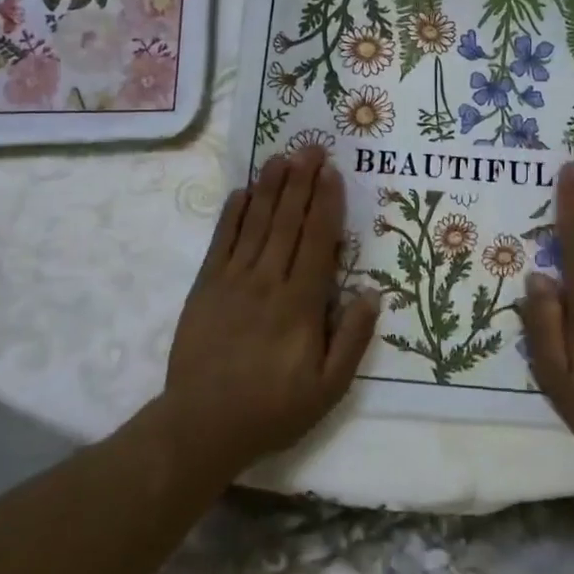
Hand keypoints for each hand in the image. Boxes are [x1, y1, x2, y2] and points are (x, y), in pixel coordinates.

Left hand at [161, 147, 378, 480]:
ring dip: (271, 188)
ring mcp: (233, 281)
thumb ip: (352, 340)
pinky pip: (222, 241)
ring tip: (282, 156)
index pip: (317, 241)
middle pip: (288, 222)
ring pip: (257, 224)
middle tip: (311, 147)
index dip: (326, 203)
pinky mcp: (205, 287)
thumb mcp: (327, 389)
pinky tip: (243, 191)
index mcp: (301, 304)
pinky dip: (233, 214)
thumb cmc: (272, 409)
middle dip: (302, 181)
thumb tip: (372, 293)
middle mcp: (268, 282)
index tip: (332, 172)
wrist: (201, 426)